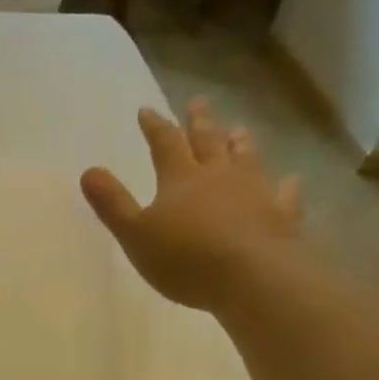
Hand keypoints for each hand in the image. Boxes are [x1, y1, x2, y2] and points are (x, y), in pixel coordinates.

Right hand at [81, 99, 301, 311]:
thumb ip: (112, 203)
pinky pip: (283, 195)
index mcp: (180, 178)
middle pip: (208, 141)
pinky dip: (285, 186)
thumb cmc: (185, 258)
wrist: (251, 277)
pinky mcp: (280, 216)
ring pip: (246, 159)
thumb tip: (89, 171)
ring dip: (240, 143)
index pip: (164, 142)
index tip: (147, 110)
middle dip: (200, 122)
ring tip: (239, 129)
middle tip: (198, 102)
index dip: (155, 126)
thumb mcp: (135, 234)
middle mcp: (218, 175)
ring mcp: (254, 192)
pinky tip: (290, 181)